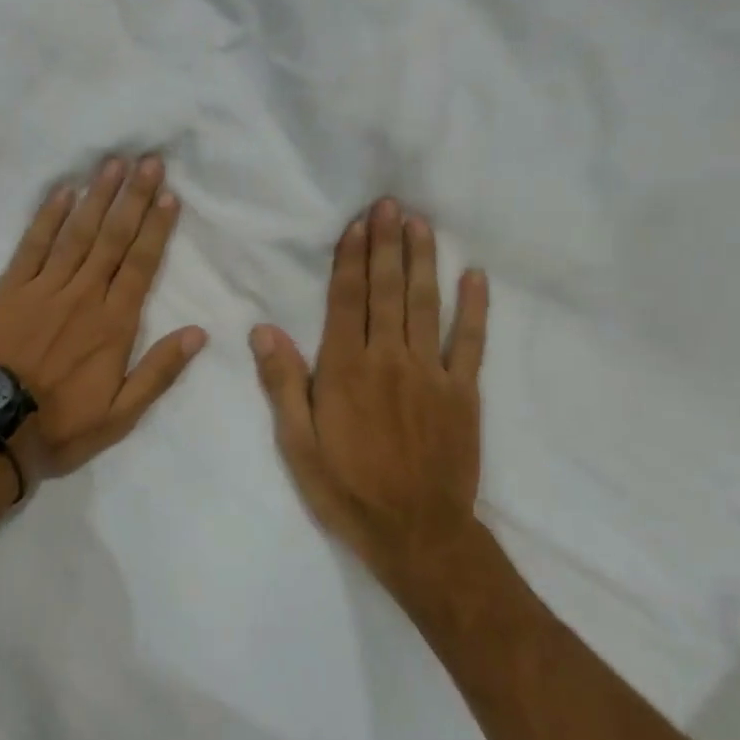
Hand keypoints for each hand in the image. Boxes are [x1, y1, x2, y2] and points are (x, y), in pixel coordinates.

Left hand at [0, 154, 206, 484]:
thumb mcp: (121, 415)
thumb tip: (198, 333)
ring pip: (76, 233)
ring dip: (97, 197)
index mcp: (113, 324)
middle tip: (149, 161)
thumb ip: (159, 371)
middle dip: (134, 198)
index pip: (141, 265)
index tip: (169, 196)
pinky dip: (48, 217)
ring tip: (114, 164)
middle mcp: (82, 295)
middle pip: (112, 238)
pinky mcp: (9, 289)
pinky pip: (32, 245)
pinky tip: (63, 191)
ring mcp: (43, 288)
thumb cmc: (61, 425)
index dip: (156, 229)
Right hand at [250, 197, 489, 610]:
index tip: (359, 223)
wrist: (418, 534)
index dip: (352, 258)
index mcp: (345, 369)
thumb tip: (263, 330)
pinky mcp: (464, 392)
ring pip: (426, 305)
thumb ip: (283, 383)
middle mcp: (389, 359)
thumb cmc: (347, 489)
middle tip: (391, 204)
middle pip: (387, 291)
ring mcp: (432, 373)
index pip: (347, 300)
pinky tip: (475, 276)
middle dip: (387, 244)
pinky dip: (475, 308)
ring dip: (423, 261)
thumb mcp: (298, 445)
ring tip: (421, 224)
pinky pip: (471, 342)